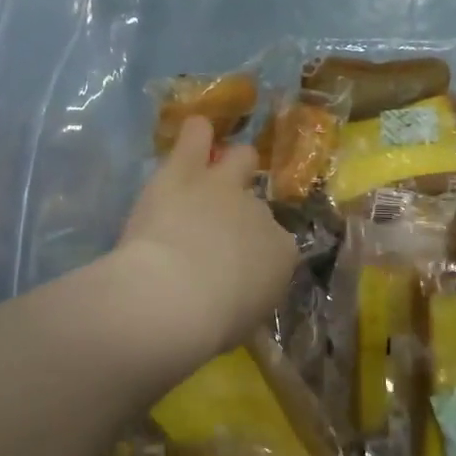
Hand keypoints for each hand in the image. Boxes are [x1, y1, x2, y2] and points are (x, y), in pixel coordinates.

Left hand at [116, 117, 297, 363]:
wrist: (174, 296)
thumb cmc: (210, 324)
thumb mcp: (241, 323)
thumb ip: (244, 299)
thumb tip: (236, 297)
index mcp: (280, 254)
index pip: (276, 247)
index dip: (254, 255)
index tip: (235, 271)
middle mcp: (260, 213)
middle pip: (258, 202)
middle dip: (245, 210)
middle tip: (222, 225)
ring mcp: (224, 187)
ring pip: (238, 158)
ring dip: (229, 164)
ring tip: (212, 169)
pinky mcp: (185, 172)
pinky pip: (196, 137)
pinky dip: (196, 134)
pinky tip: (194, 130)